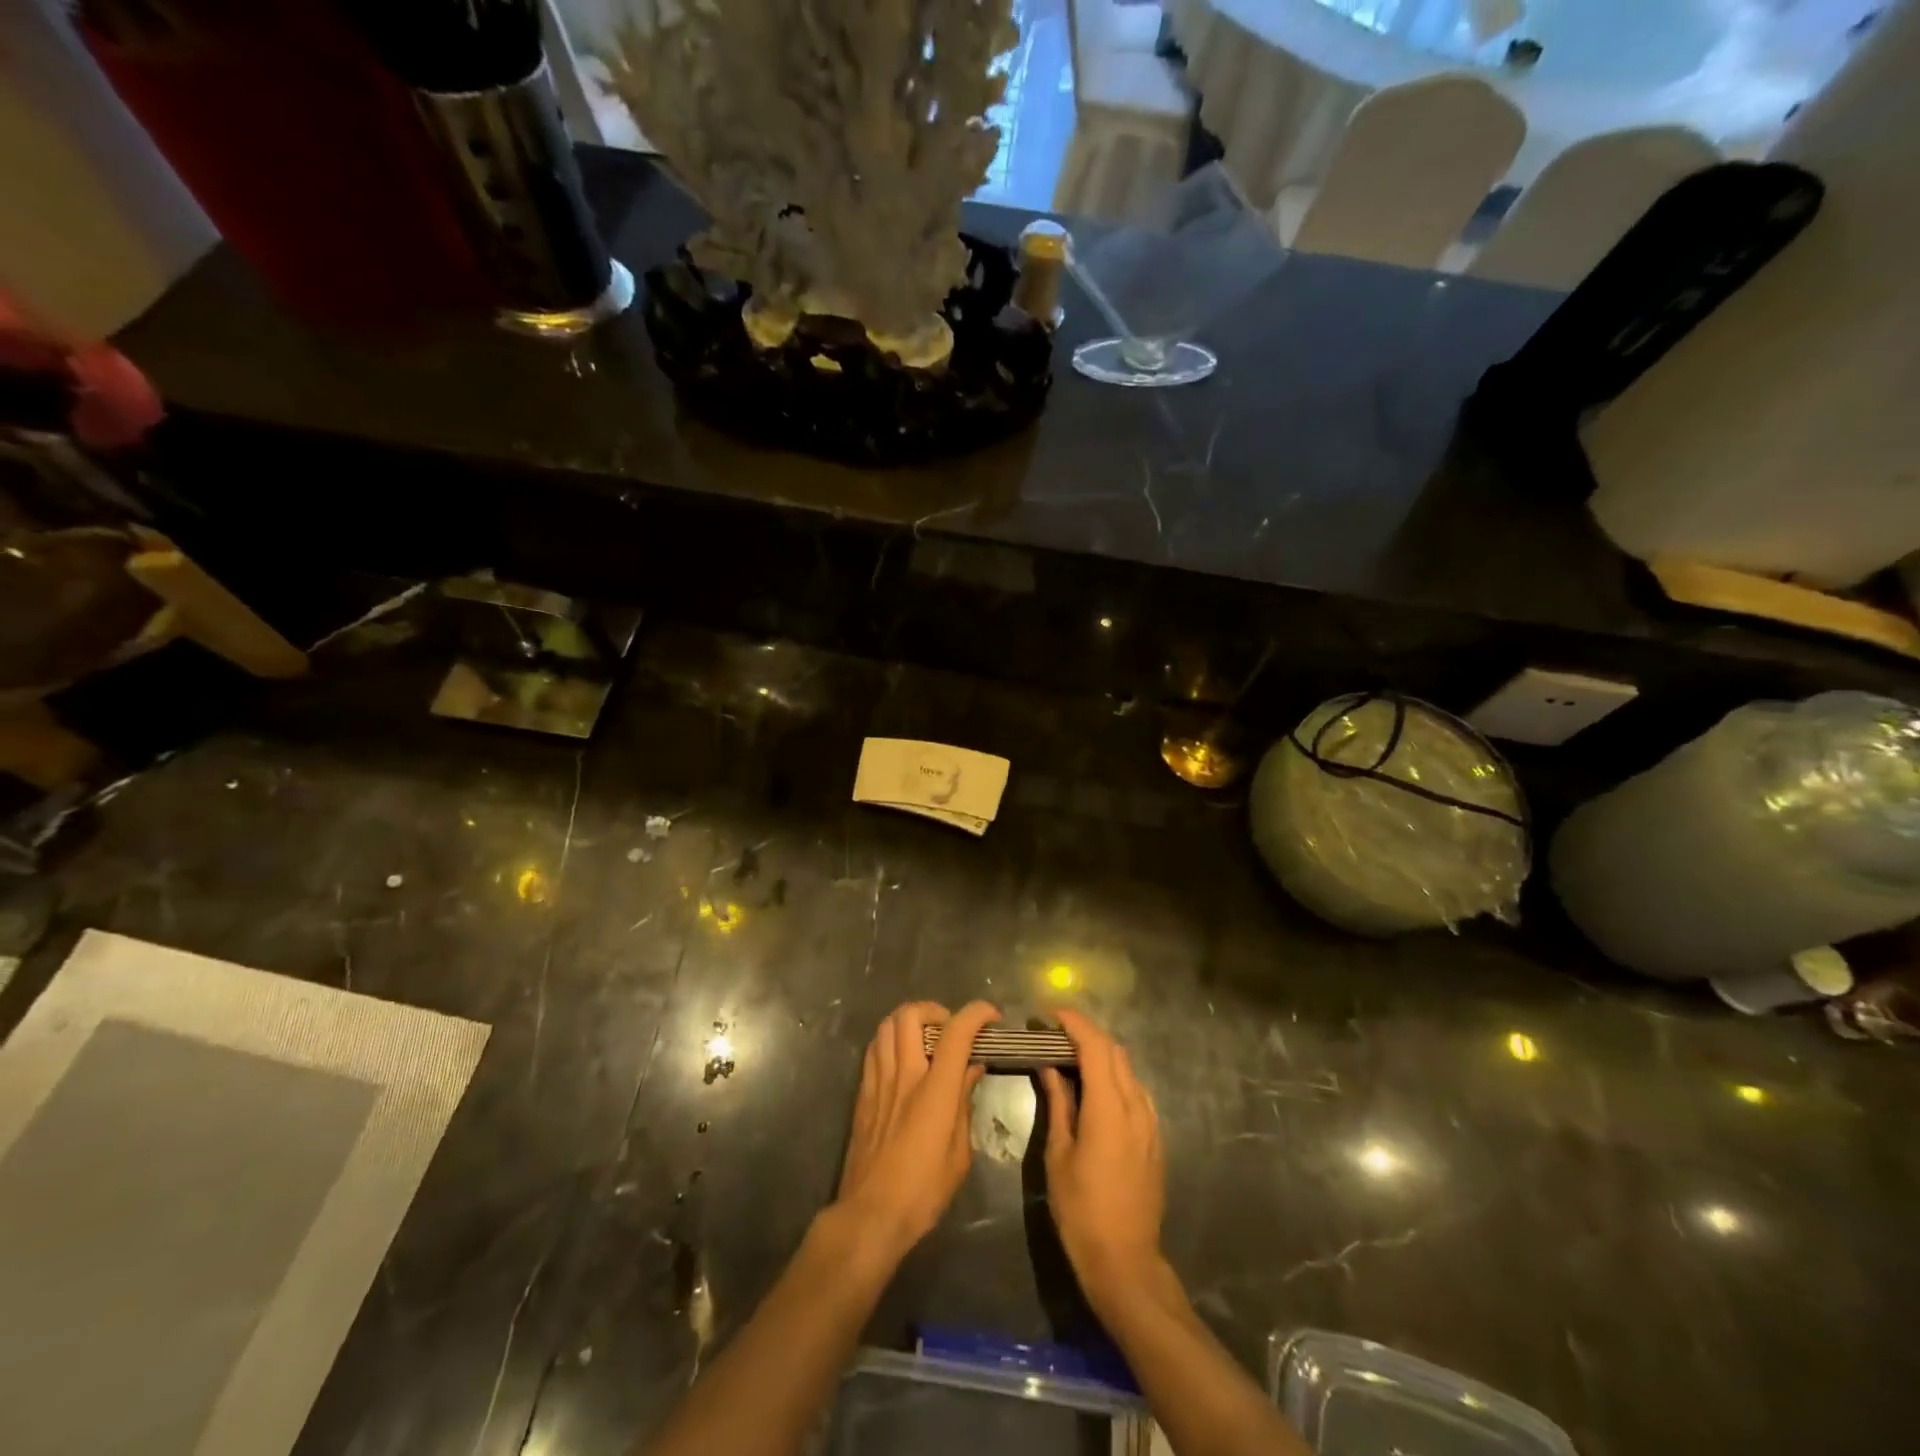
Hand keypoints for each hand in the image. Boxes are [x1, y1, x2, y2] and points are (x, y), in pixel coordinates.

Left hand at [836, 1000, 999, 1258]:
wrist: (870, 1215)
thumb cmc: (923, 1191)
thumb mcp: (959, 1154)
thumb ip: (964, 1102)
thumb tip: (972, 1068)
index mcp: (934, 1091)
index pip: (955, 1033)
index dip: (975, 1014)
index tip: (990, 1016)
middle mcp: (904, 1076)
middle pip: (911, 1015)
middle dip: (935, 1010)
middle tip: (950, 1028)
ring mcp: (879, 1081)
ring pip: (887, 1024)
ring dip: (910, 1021)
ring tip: (925, 1039)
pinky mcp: (862, 1093)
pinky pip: (874, 1048)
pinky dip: (890, 1040)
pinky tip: (902, 1059)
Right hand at [1039, 1008, 1165, 1306]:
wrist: (1125, 1261)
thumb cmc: (1081, 1210)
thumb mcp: (1059, 1155)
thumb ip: (1059, 1104)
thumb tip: (1050, 1067)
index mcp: (1109, 1109)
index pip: (1095, 1047)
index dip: (1074, 1024)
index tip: (1050, 1014)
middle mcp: (1136, 1106)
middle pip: (1114, 1052)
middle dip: (1086, 1034)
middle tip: (1055, 1035)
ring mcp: (1151, 1122)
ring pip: (1127, 1069)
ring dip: (1101, 1055)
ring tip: (1071, 1059)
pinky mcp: (1155, 1138)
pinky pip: (1136, 1091)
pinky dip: (1115, 1077)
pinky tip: (1095, 1090)